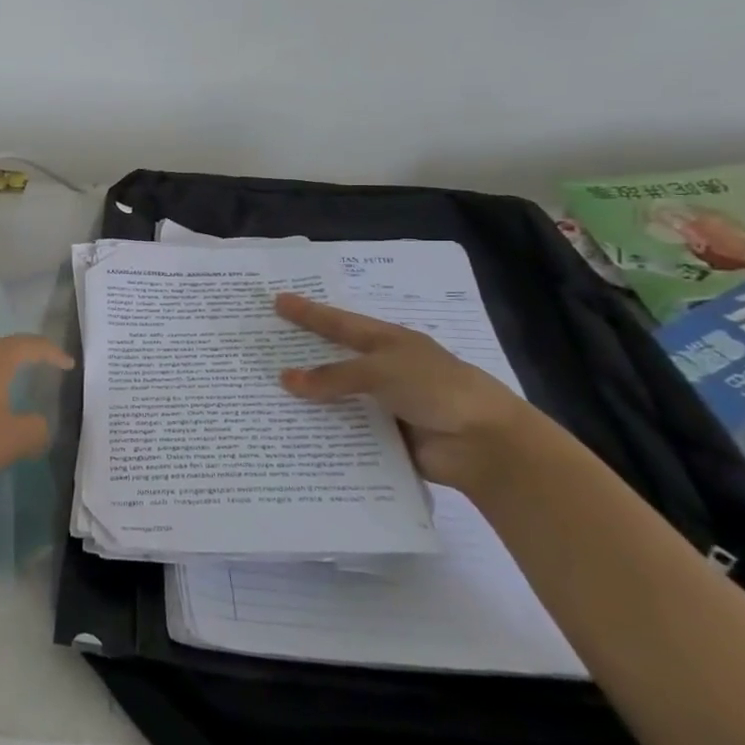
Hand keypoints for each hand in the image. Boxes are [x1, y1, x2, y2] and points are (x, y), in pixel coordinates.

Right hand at [274, 293, 542, 494]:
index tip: (278, 301)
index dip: (309, 313)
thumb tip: (286, 379)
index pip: (339, 323)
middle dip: (301, 356)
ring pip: (336, 399)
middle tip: (261, 350)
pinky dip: (324, 433)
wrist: (484, 444)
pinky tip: (290, 434)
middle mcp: (384, 371)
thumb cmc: (436, 389)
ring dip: (308, 400)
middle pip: (334, 361)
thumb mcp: (381, 371)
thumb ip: (333, 376)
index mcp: (388, 343)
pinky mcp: (384, 437)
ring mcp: (384, 405)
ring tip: (263, 397)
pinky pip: (346, 432)